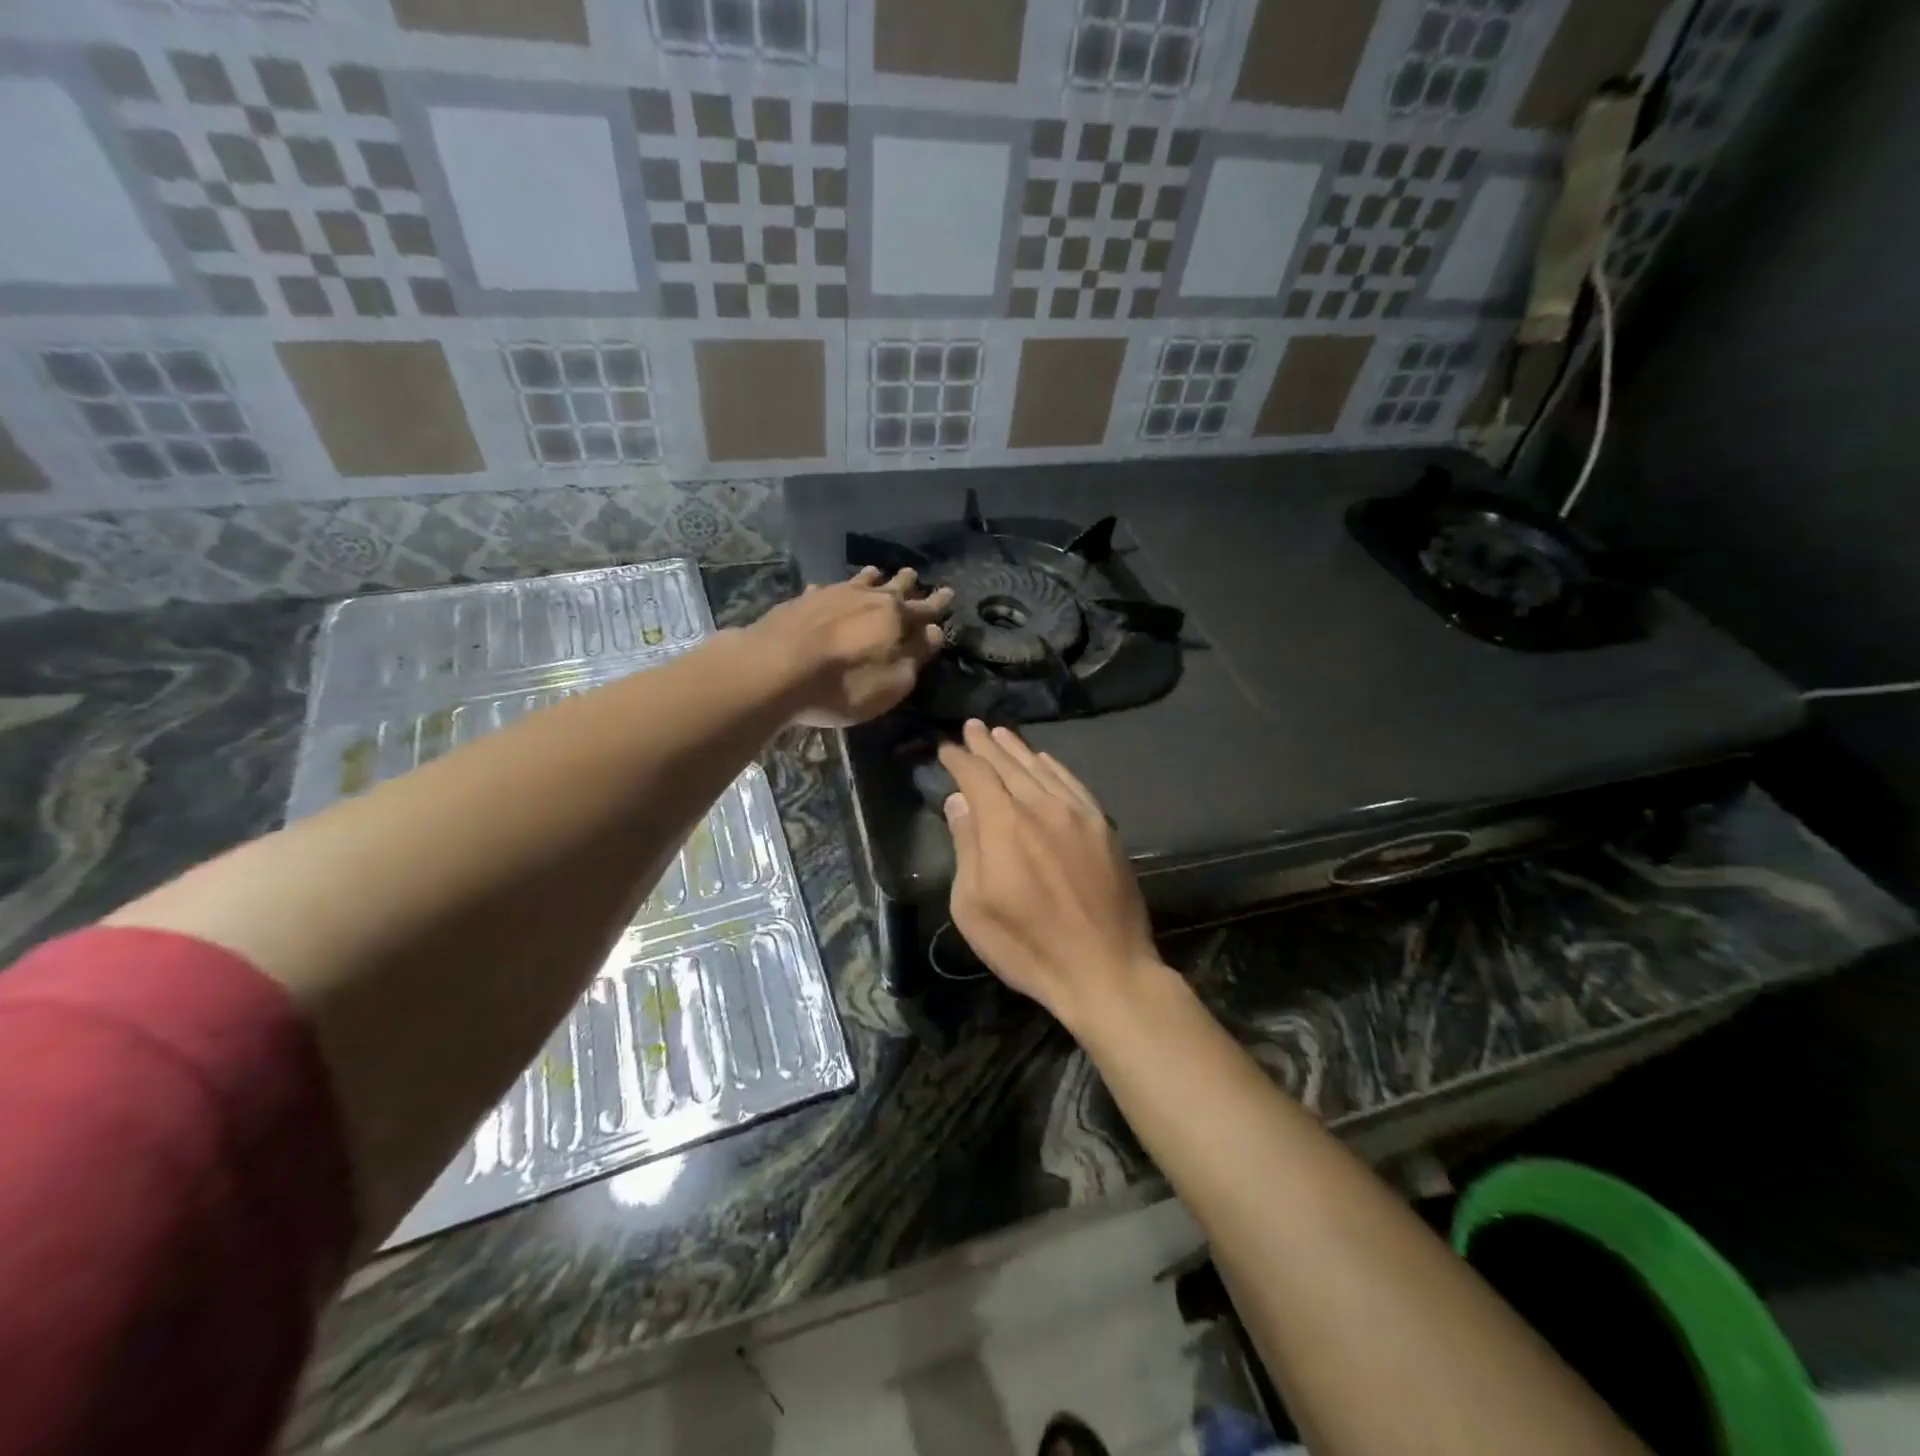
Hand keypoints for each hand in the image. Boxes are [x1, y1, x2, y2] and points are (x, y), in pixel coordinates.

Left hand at [750, 567, 952, 726]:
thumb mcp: (893, 682)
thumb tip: (935, 632)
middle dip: (906, 582)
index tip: (949, 593)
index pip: (925, 607)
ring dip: (871, 578)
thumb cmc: (844, 684)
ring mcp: (831, 595)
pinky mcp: (801, 601)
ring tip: (876, 572)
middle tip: (913, 574)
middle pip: (892, 586)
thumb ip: (916, 656)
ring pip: (857, 581)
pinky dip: (832, 590)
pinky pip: (824, 590)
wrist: (775, 669)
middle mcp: (866, 597)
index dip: (938, 603)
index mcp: (895, 616)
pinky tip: (825, 590)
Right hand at [938, 720, 1160, 1028]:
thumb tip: (959, 802)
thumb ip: (966, 847)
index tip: (947, 749)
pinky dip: (1054, 767)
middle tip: (973, 727)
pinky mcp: (1102, 827)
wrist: (1105, 969)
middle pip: (1009, 765)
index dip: (959, 759)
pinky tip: (1045, 760)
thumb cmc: (1027, 946)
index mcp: (1004, 825)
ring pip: (1042, 769)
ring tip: (1002, 734)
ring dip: (1019, 750)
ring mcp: (1077, 814)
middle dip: (987, 745)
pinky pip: (1073, 784)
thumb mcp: (974, 906)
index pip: (976, 776)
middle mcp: (1041, 807)